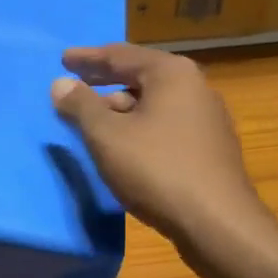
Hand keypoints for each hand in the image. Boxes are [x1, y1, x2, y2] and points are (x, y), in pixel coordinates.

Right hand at [51, 43, 270, 267]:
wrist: (217, 223)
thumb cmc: (157, 170)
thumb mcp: (107, 136)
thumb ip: (81, 106)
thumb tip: (61, 83)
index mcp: (172, 74)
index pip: (121, 55)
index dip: (88, 58)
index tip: (64, 59)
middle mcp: (194, 87)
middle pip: (140, 76)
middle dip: (105, 82)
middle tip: (75, 84)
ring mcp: (206, 119)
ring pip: (153, 104)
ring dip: (121, 108)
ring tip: (94, 120)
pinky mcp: (209, 148)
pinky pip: (165, 126)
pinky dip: (139, 127)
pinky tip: (124, 146)